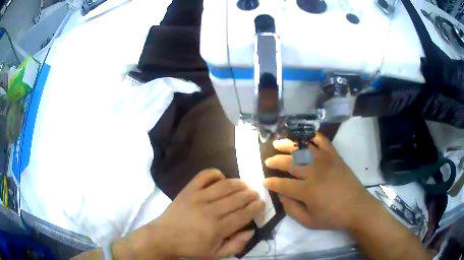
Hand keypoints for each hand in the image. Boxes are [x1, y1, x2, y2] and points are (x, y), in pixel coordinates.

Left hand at [141, 169, 264, 258]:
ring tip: (245, 185)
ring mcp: (198, 198)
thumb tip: (251, 230)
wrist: (164, 237)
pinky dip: (215, 173)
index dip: (255, 207)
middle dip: (250, 194)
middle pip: (237, 198)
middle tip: (255, 194)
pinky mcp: (188, 190)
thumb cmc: (191, 247)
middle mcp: (210, 211)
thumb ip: (236, 245)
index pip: (243, 214)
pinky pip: (204, 176)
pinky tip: (221, 177)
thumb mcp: (216, 254)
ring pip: (225, 186)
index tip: (261, 203)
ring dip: (239, 183)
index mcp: (217, 229)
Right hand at [263, 133, 375, 230]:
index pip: (283, 183)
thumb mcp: (308, 222)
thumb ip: (291, 209)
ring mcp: (326, 161)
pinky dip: (312, 137)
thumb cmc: (332, 217)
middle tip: (268, 161)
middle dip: (276, 161)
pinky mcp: (335, 156)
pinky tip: (304, 137)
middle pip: (290, 162)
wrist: (357, 208)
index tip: (264, 181)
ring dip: (288, 144)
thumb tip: (281, 194)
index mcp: (308, 191)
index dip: (271, 182)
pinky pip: (322, 141)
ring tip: (278, 143)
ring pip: (303, 148)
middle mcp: (315, 172)